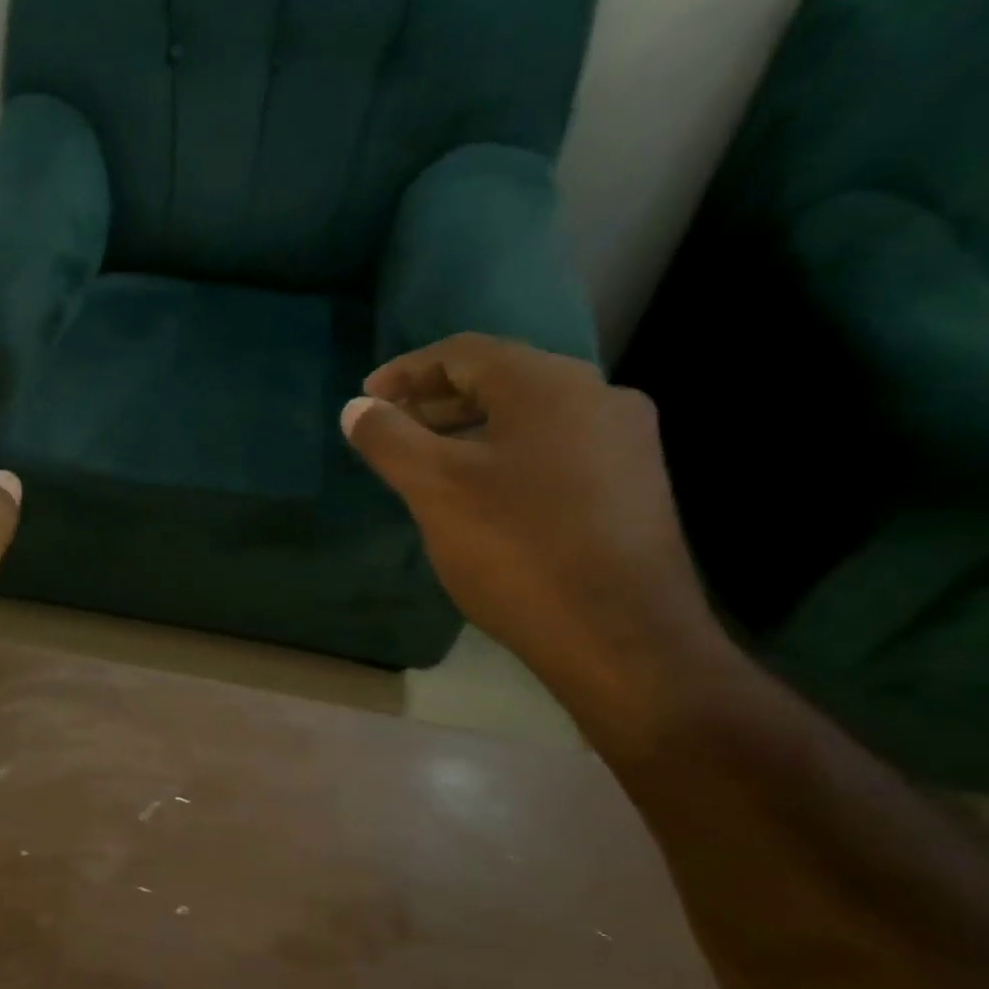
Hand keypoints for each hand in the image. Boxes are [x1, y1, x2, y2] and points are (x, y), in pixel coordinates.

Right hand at [341, 334, 728, 711]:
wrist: (619, 636)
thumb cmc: (517, 550)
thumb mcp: (435, 489)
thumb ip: (389, 439)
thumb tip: (356, 408)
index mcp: (550, 385)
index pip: (465, 352)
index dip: (407, 370)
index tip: (366, 398)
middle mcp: (598, 397)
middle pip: (501, 380)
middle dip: (436, 400)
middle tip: (389, 428)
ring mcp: (623, 443)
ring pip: (529, 418)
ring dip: (469, 429)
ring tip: (425, 461)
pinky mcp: (631, 486)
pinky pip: (554, 449)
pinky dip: (504, 455)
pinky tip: (480, 494)